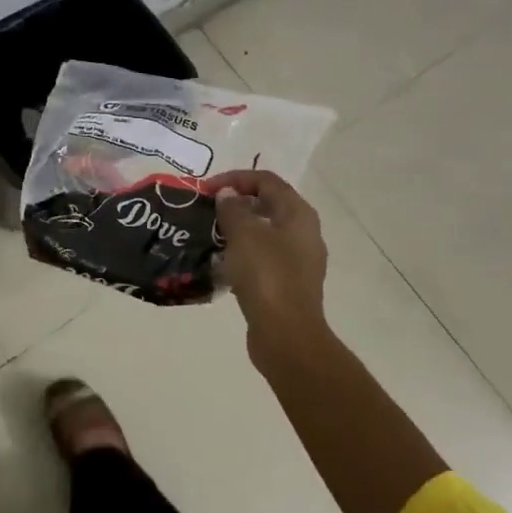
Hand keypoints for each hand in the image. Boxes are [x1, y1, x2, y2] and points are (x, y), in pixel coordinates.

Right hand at [207, 170, 328, 366]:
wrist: (286, 334)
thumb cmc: (266, 276)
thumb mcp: (244, 234)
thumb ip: (232, 208)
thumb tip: (227, 195)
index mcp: (298, 214)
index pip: (267, 180)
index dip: (235, 178)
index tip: (207, 189)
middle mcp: (304, 233)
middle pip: (269, 204)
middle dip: (237, 202)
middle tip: (208, 209)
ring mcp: (299, 260)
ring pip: (266, 232)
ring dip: (239, 228)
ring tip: (211, 233)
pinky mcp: (289, 284)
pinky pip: (264, 257)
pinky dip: (244, 252)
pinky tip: (223, 262)